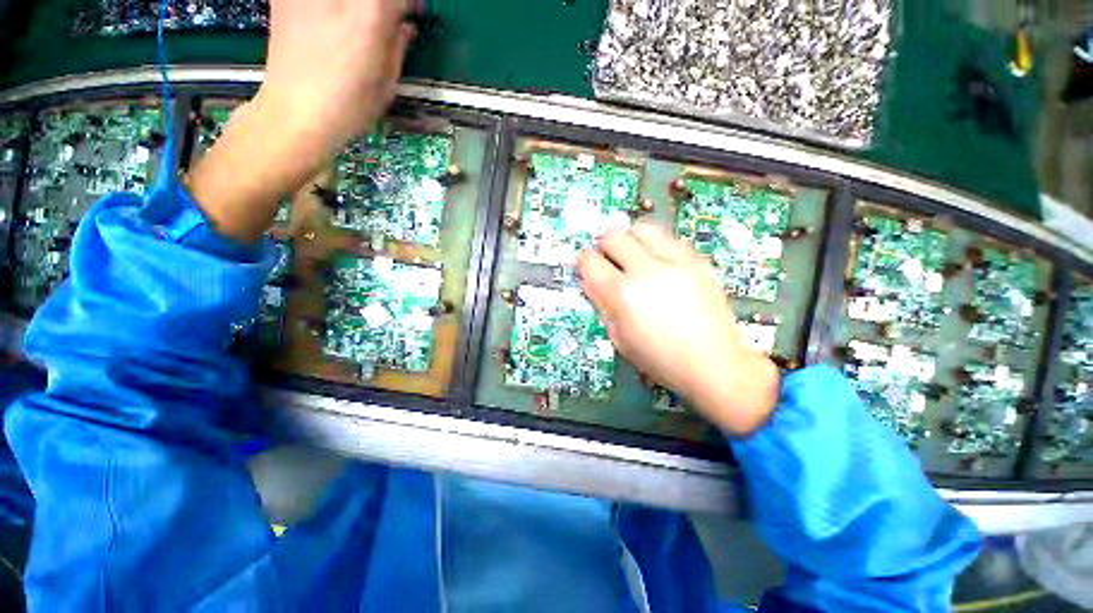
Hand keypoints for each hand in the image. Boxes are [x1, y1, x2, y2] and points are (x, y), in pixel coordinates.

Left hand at [188, 0, 414, 243]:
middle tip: (387, 18)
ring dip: (355, 9)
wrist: (294, 116)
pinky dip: (331, 10)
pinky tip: (331, 22)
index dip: (409, 2)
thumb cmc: (349, 108)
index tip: (412, 13)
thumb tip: (404, 25)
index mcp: (369, 16)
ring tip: (357, 25)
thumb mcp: (387, 83)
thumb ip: (397, 45)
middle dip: (382, 5)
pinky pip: (317, 0)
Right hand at [578, 223, 780, 435]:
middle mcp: (647, 270)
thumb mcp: (619, 337)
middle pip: (613, 236)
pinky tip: (660, 265)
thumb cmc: (659, 358)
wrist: (713, 363)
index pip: (590, 260)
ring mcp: (675, 261)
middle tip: (612, 264)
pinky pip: (668, 238)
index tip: (591, 271)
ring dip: (631, 240)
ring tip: (635, 258)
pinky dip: (656, 246)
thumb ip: (601, 303)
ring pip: (642, 228)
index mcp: (623, 293)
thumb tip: (591, 279)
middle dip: (605, 248)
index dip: (585, 265)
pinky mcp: (697, 260)